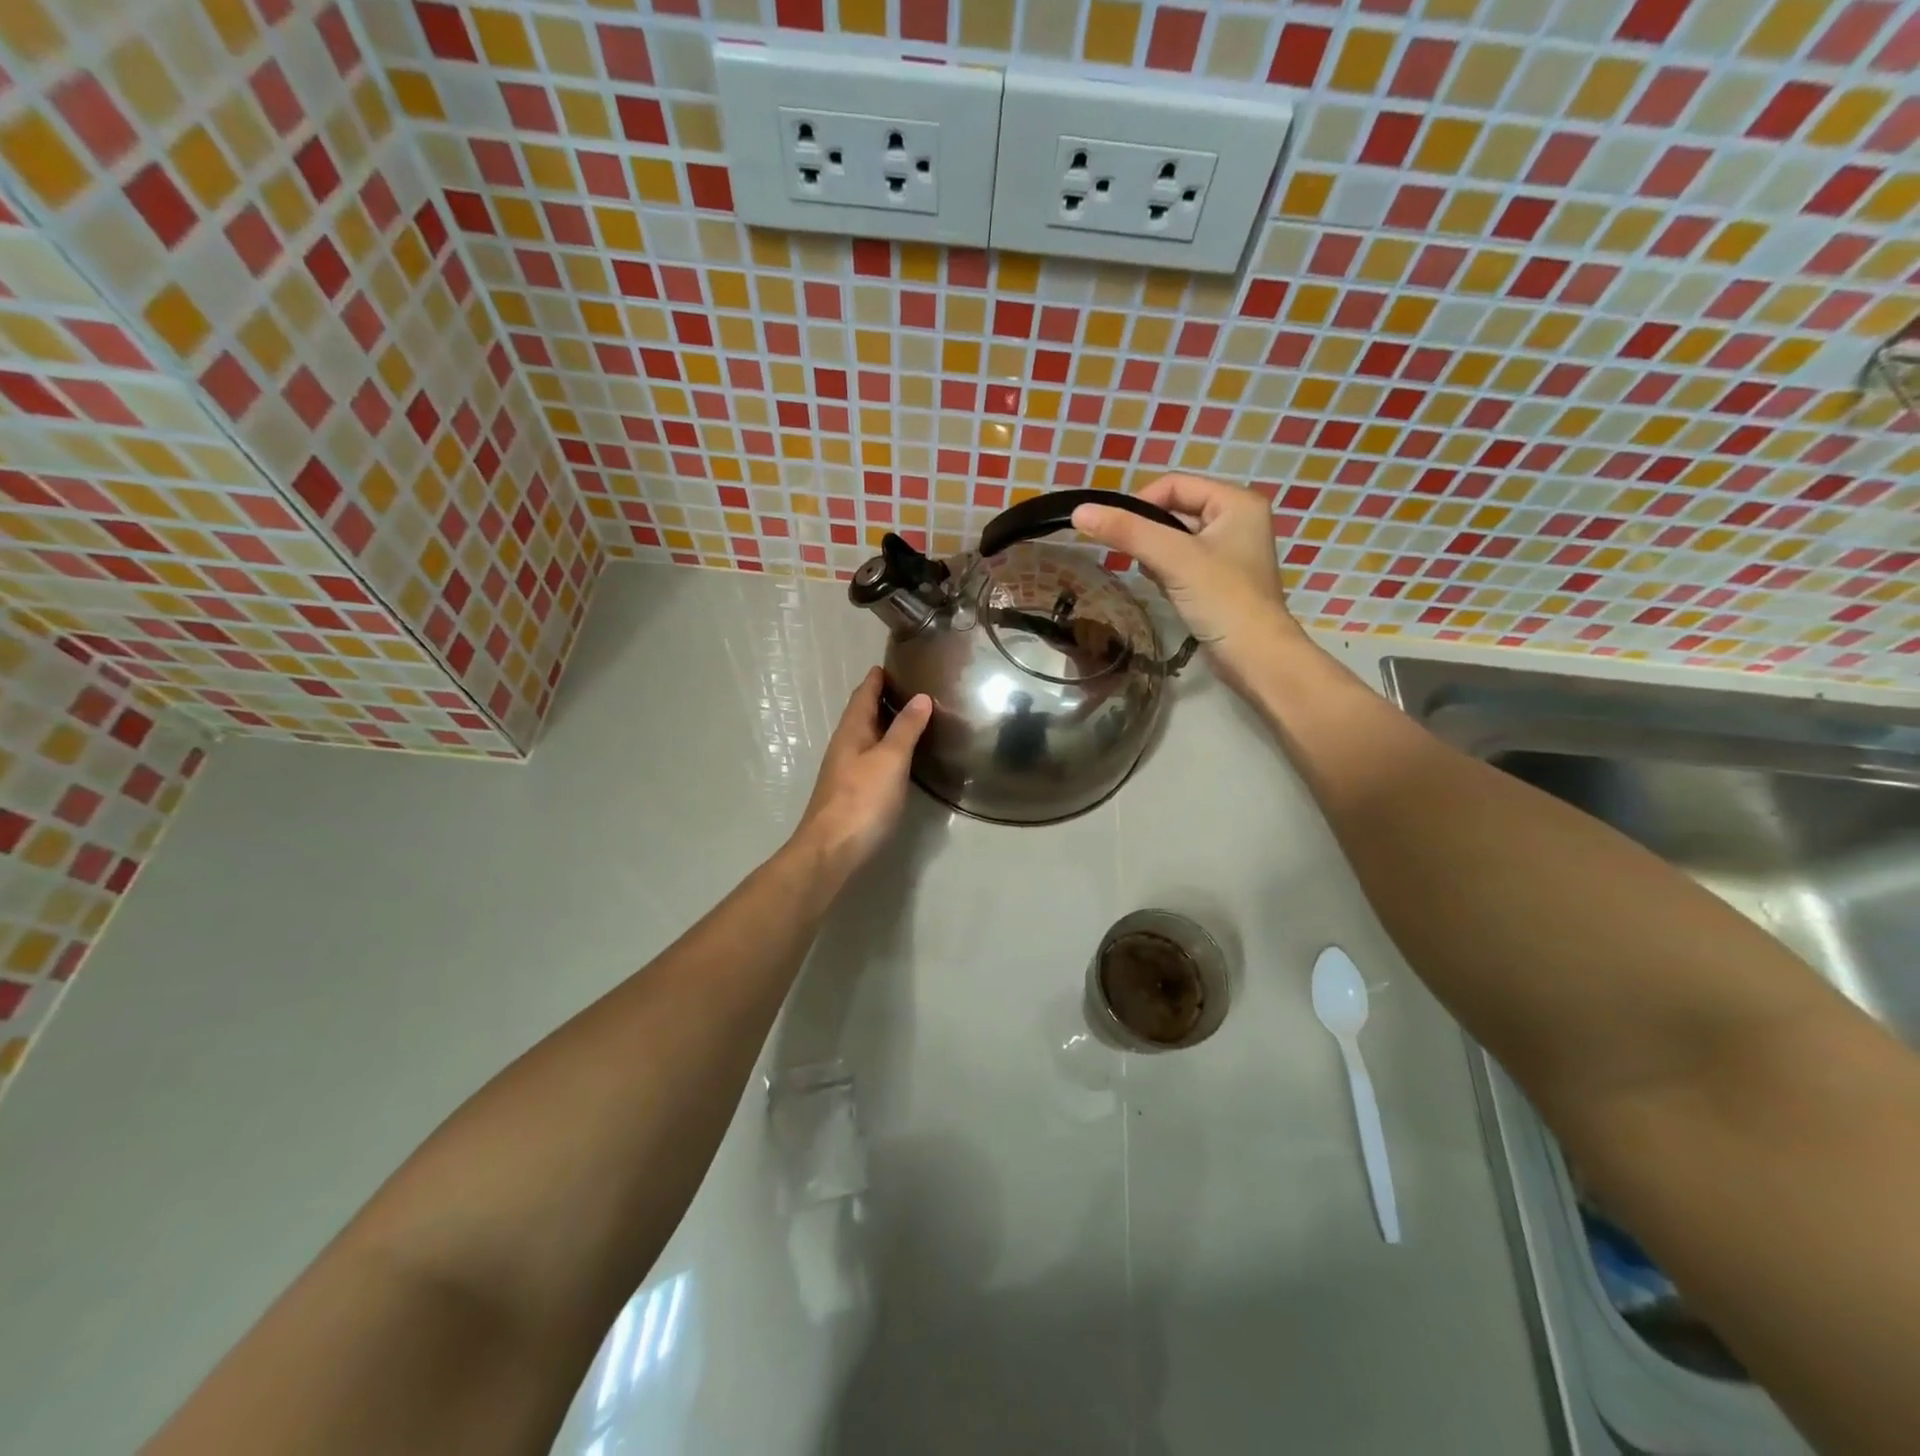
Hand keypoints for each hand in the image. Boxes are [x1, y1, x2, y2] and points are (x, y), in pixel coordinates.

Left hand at [791, 668, 931, 880]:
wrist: (831, 851)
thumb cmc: (862, 800)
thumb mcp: (890, 760)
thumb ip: (906, 729)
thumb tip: (921, 697)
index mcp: (851, 732)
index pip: (863, 694)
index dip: (877, 678)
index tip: (895, 662)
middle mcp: (845, 746)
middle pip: (863, 714)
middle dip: (883, 698)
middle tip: (913, 686)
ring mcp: (846, 770)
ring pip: (867, 737)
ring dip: (886, 724)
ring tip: (914, 716)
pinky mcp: (852, 792)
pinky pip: (871, 757)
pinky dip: (887, 747)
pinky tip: (901, 756)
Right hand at [1071, 474, 1301, 691]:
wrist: (1255, 658)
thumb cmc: (1222, 599)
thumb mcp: (1173, 559)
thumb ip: (1128, 532)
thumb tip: (1079, 512)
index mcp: (1236, 502)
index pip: (1174, 485)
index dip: (1141, 502)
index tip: (1116, 531)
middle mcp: (1236, 520)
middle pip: (1175, 510)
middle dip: (1148, 532)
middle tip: (1130, 556)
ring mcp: (1229, 552)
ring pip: (1175, 539)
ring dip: (1155, 554)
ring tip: (1153, 576)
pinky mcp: (1219, 580)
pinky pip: (1182, 563)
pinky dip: (1166, 572)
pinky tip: (1164, 590)